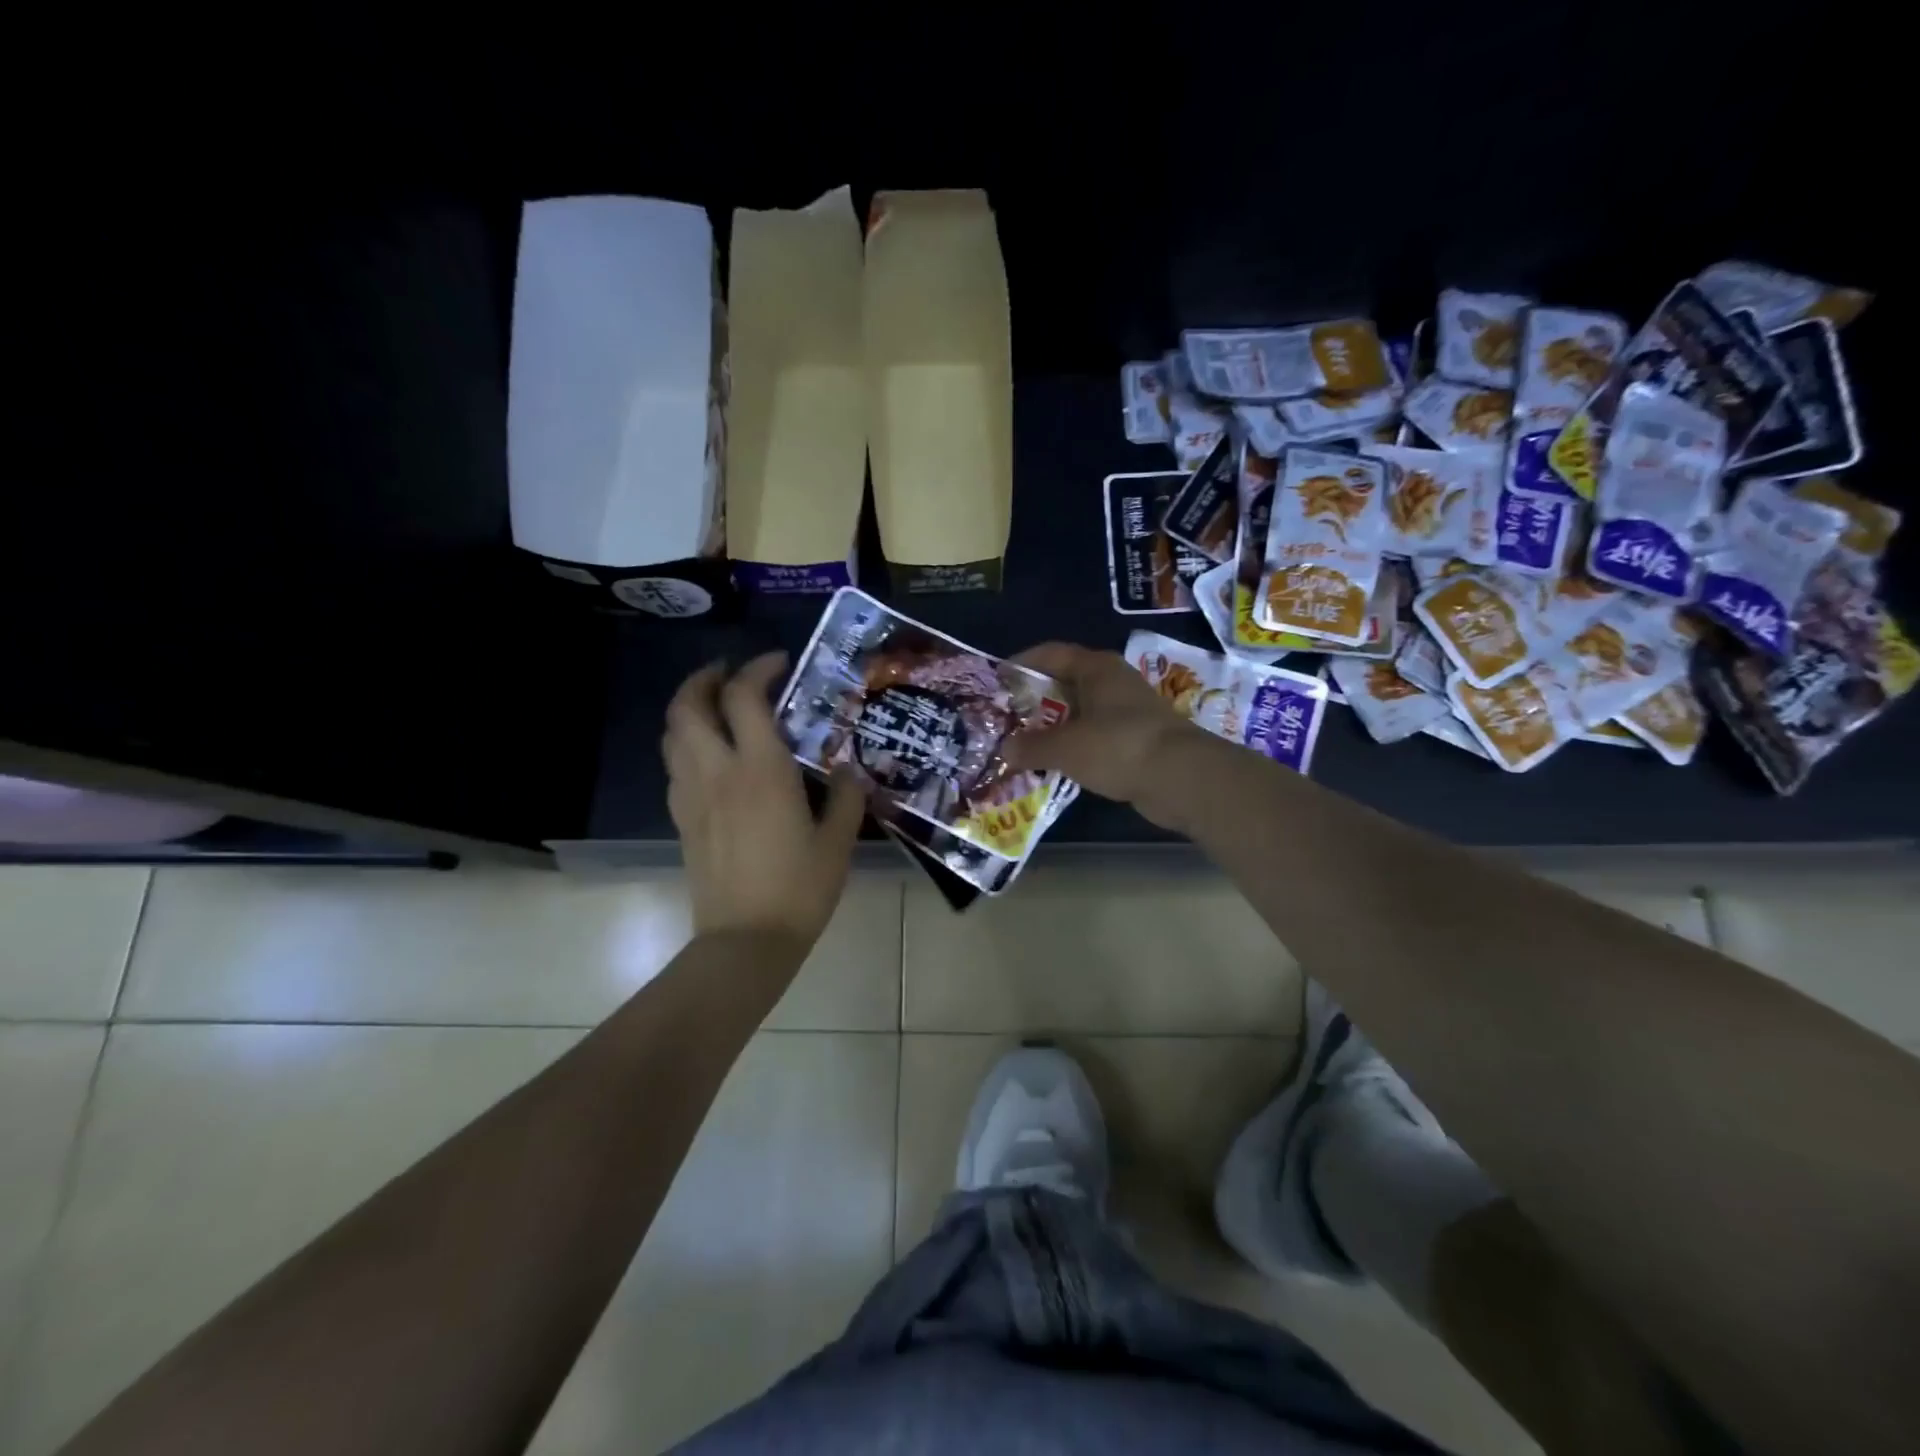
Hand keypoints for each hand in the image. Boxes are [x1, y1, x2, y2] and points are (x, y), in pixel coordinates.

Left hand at [663, 653, 866, 948]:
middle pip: (688, 705)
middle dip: (704, 678)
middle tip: (729, 673)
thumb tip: (848, 772)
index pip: (744, 697)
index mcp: (760, 769)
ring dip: (688, 707)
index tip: (778, 663)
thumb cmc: (799, 889)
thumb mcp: (837, 841)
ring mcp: (692, 795)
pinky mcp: (681, 819)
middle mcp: (718, 771)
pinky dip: (686, 743)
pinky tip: (710, 756)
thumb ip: (846, 798)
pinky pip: (674, 765)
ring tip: (715, 706)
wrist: (745, 941)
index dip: (758, 669)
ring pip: (673, 733)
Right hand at [1002, 642, 1211, 829]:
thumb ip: (1031, 746)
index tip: (997, 681)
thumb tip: (1005, 749)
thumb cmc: (1118, 747)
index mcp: (1096, 668)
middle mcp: (1113, 683)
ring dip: (1054, 728)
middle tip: (1007, 720)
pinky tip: (1057, 766)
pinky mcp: (1137, 740)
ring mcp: (1128, 712)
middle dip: (1035, 701)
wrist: (1181, 778)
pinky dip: (1075, 748)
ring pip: (1081, 713)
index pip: (1051, 654)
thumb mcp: (1065, 747)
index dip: (1022, 664)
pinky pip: (1095, 738)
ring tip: (1025, 746)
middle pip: (1065, 683)